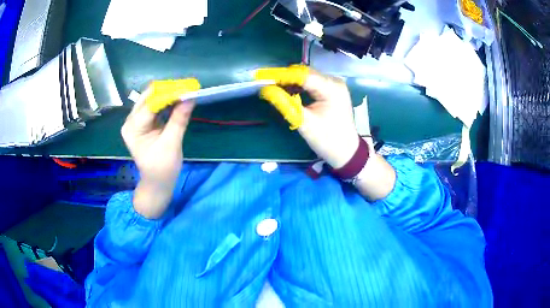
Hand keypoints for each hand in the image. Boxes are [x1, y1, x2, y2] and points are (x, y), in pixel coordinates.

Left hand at [121, 88, 194, 218]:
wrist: (157, 182)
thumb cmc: (162, 168)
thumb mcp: (171, 145)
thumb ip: (179, 120)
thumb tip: (190, 97)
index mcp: (133, 128)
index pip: (151, 104)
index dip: (169, 93)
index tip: (188, 88)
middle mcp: (131, 120)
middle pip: (149, 96)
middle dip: (168, 91)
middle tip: (187, 88)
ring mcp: (136, 120)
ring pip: (152, 98)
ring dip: (169, 95)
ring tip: (185, 92)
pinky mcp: (143, 122)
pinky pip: (155, 105)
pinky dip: (167, 102)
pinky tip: (178, 101)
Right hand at [256, 66, 358, 167]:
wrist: (347, 152)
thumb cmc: (327, 140)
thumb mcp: (303, 122)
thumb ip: (284, 103)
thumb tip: (265, 90)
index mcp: (331, 88)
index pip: (302, 75)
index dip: (281, 75)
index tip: (262, 77)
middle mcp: (334, 81)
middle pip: (305, 73)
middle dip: (286, 78)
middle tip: (268, 85)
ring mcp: (335, 85)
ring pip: (308, 77)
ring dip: (292, 82)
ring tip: (276, 90)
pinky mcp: (333, 90)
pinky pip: (314, 83)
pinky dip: (301, 87)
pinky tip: (290, 93)